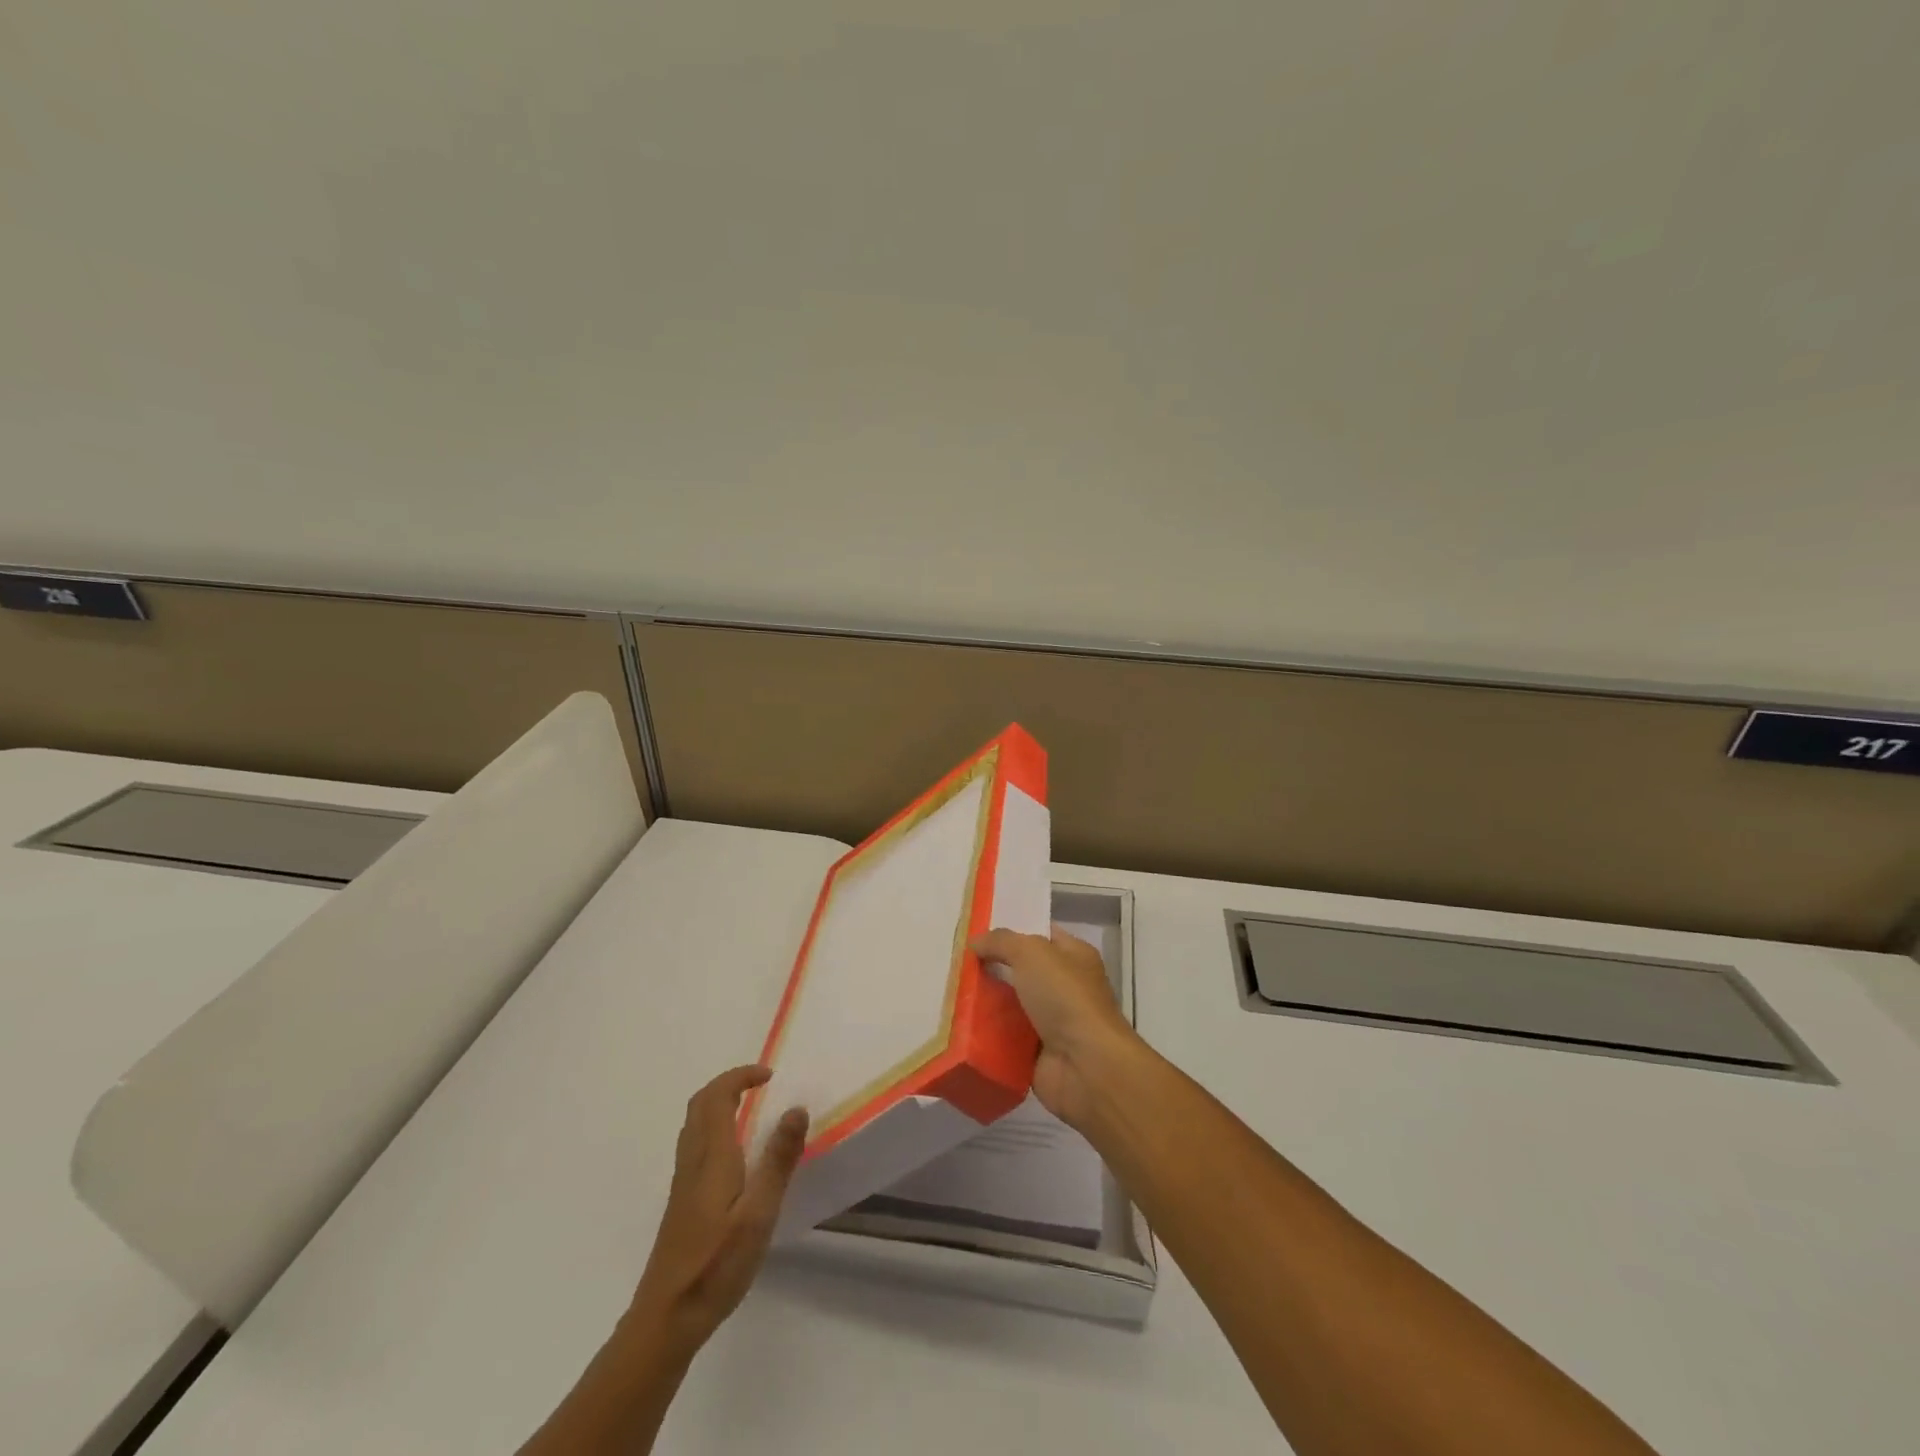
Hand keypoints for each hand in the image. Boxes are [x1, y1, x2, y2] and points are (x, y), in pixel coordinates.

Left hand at [630, 1065, 806, 1353]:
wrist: (666, 1319)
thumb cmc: (716, 1265)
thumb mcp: (759, 1214)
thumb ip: (778, 1160)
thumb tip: (797, 1108)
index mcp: (712, 1157)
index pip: (718, 1096)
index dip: (741, 1077)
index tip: (770, 1076)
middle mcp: (693, 1161)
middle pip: (700, 1104)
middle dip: (728, 1083)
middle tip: (760, 1084)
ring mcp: (683, 1183)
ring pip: (694, 1124)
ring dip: (718, 1103)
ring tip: (749, 1109)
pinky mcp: (682, 1203)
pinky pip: (694, 1145)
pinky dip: (714, 1127)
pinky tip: (733, 1154)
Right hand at [971, 926, 1143, 1129]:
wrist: (1085, 1066)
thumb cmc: (1065, 997)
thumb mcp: (1032, 953)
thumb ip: (1001, 941)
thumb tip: (976, 941)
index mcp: (1074, 956)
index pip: (1040, 934)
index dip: (1011, 930)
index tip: (976, 930)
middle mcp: (1065, 987)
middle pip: (1020, 971)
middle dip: (990, 967)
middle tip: (954, 962)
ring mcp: (1051, 1022)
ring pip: (1009, 1005)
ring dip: (983, 1002)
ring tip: (948, 991)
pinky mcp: (1035, 1053)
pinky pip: (1003, 1038)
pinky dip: (984, 1035)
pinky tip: (956, 1025)